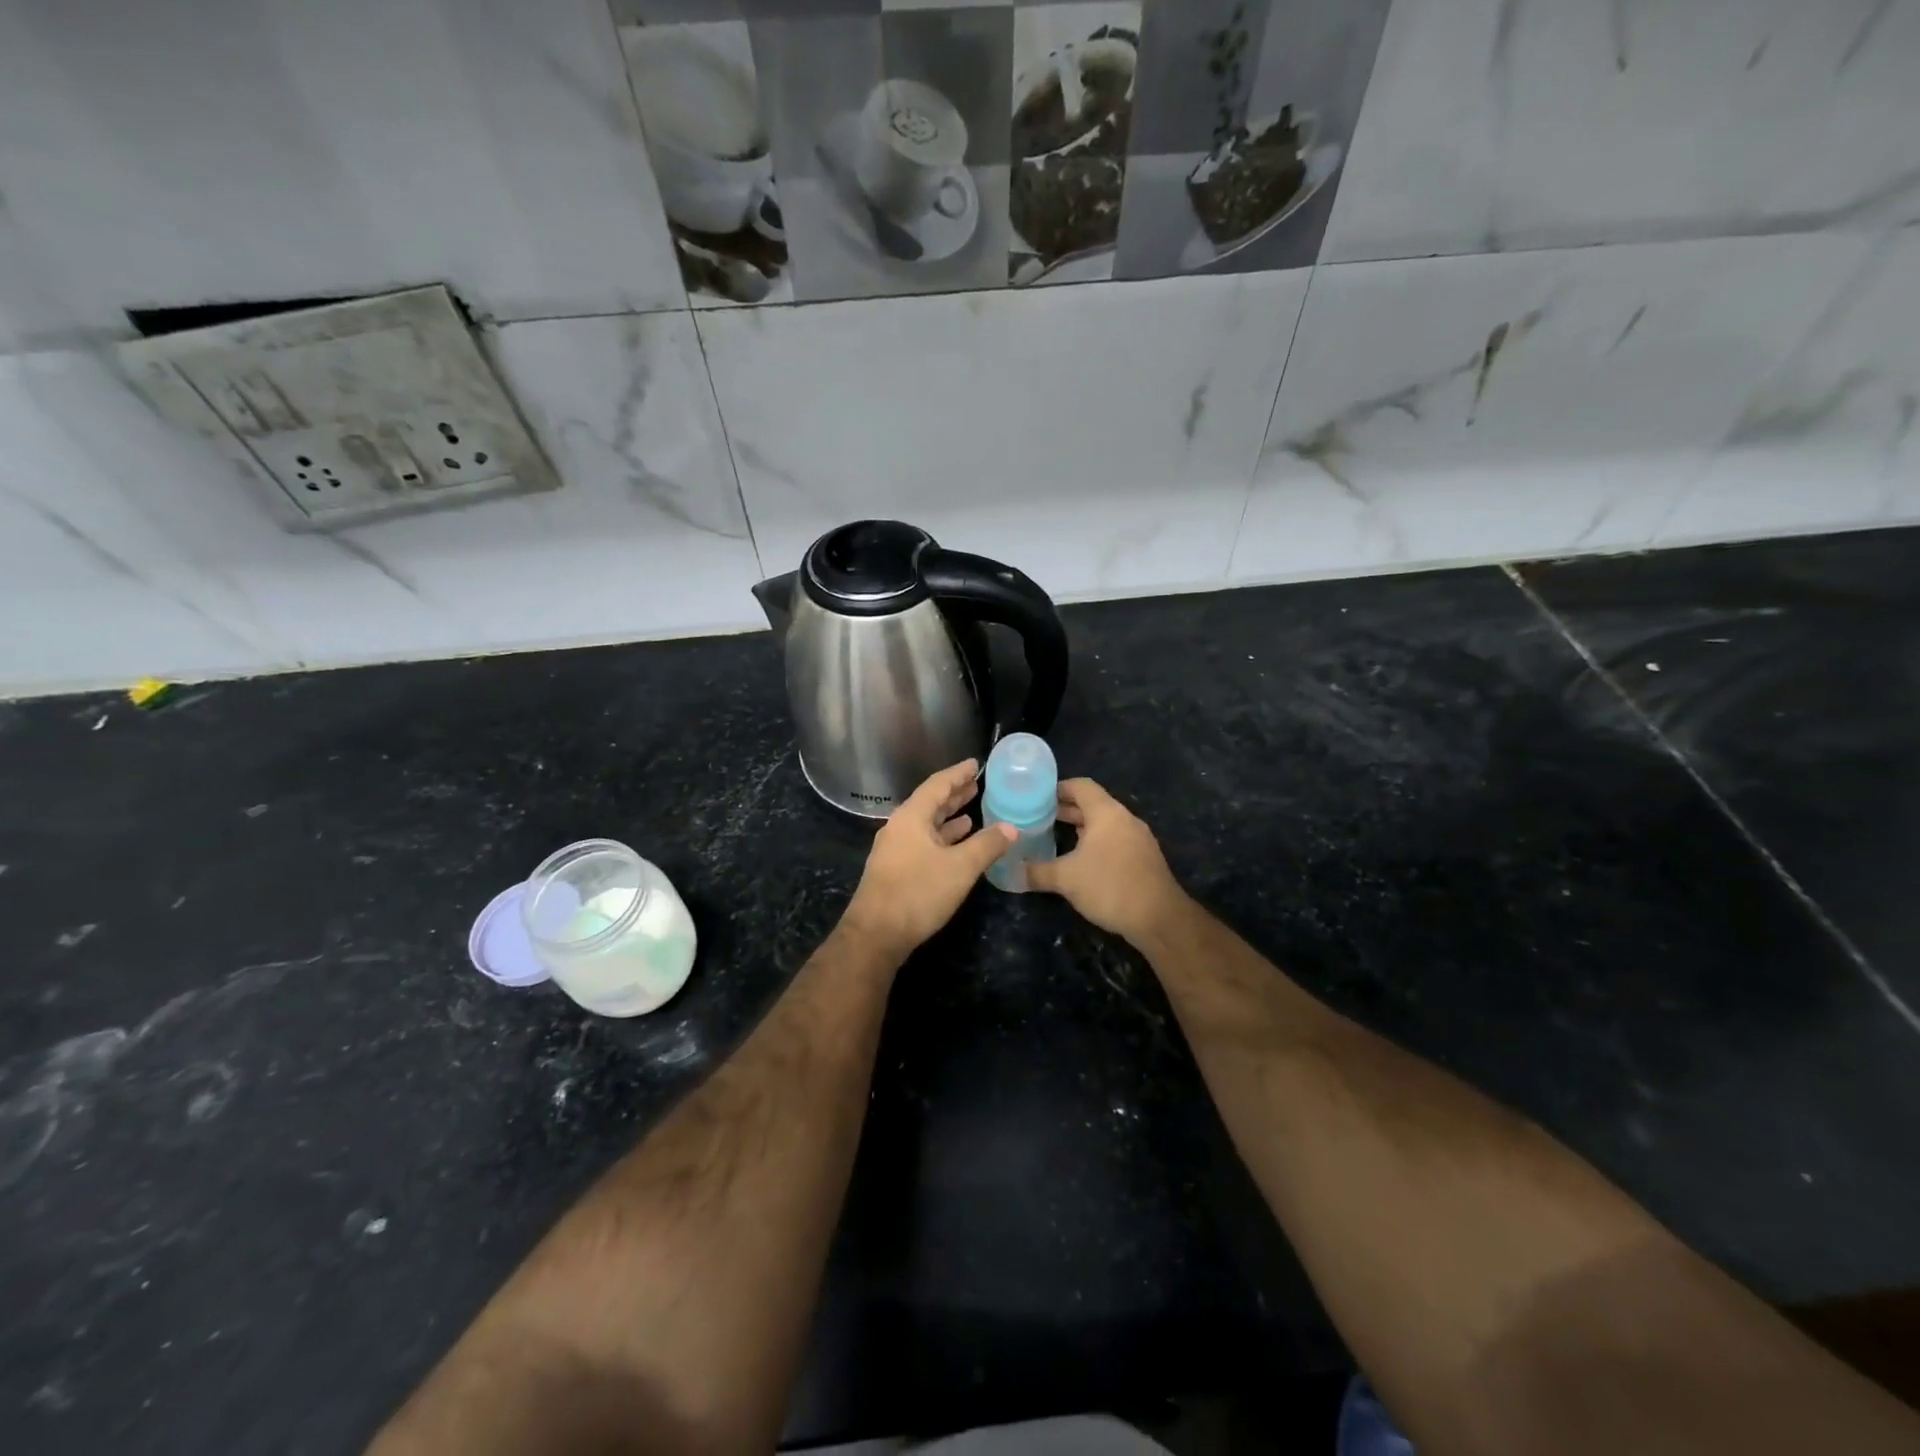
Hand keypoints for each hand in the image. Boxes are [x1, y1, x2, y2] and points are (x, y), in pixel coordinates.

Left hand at [841, 760, 1016, 960]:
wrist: (876, 934)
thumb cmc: (918, 892)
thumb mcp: (960, 867)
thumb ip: (987, 845)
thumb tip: (1012, 827)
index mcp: (911, 817)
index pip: (937, 785)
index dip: (958, 773)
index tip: (976, 764)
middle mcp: (900, 827)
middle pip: (930, 803)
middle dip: (954, 795)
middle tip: (977, 785)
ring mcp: (895, 849)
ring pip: (927, 825)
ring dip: (949, 818)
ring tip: (973, 812)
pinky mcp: (896, 869)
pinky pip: (923, 843)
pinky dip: (943, 838)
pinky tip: (958, 844)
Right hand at [1026, 778, 1186, 944]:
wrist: (1159, 918)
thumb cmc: (1110, 887)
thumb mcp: (1066, 879)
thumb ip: (1036, 872)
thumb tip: (1009, 873)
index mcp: (1106, 813)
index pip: (1081, 786)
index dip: (1058, 788)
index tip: (1036, 796)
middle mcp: (1124, 819)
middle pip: (1092, 804)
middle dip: (1065, 809)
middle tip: (1038, 817)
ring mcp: (1138, 838)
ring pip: (1104, 823)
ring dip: (1081, 827)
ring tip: (1055, 836)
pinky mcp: (1143, 857)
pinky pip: (1114, 839)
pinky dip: (1095, 842)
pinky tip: (1081, 860)